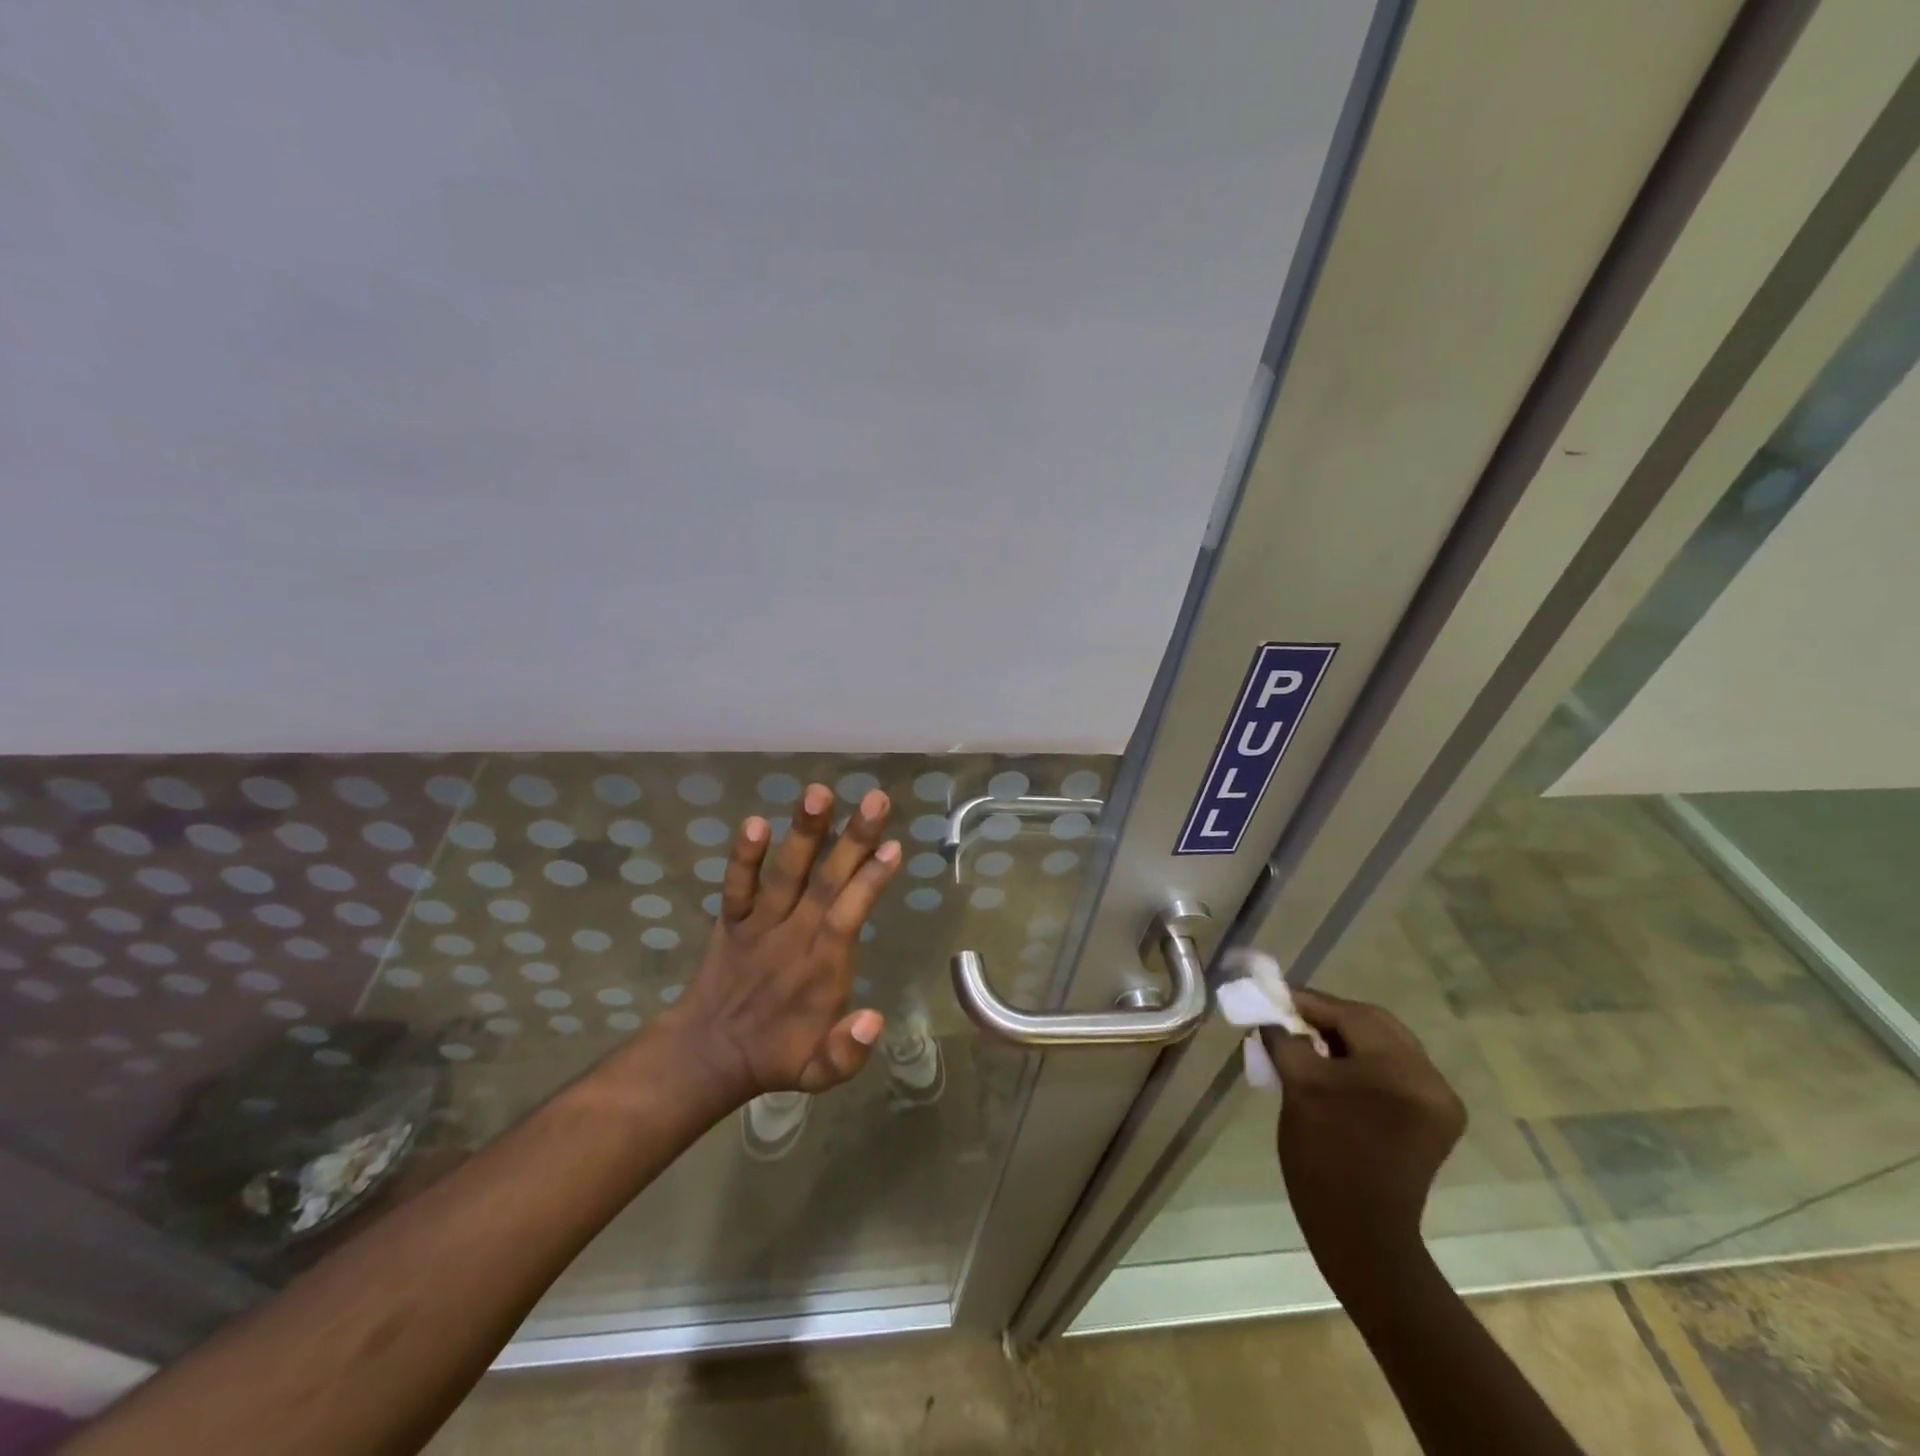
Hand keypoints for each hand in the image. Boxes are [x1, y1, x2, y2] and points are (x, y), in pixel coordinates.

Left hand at [662, 783, 900, 1103]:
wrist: (707, 1053)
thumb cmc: (777, 1055)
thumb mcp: (820, 1075)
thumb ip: (847, 1053)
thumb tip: (876, 1020)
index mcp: (821, 970)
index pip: (849, 916)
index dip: (870, 882)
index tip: (892, 847)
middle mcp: (792, 939)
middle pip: (825, 883)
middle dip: (852, 840)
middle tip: (875, 799)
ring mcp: (759, 926)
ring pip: (785, 874)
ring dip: (803, 834)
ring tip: (818, 792)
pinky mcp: (732, 920)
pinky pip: (737, 886)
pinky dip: (743, 857)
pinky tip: (754, 821)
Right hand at [1263, 989, 1465, 1284]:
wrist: (1360, 1233)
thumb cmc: (1323, 1156)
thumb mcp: (1298, 1086)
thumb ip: (1285, 1038)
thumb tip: (1274, 1016)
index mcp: (1401, 1070)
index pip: (1350, 1014)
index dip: (1308, 1001)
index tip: (1274, 995)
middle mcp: (1430, 1078)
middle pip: (1374, 1024)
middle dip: (1329, 1016)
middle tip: (1290, 1016)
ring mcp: (1437, 1100)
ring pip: (1384, 1044)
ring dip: (1345, 1036)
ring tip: (1307, 1040)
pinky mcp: (1434, 1118)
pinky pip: (1394, 1070)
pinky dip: (1362, 1060)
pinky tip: (1334, 1066)